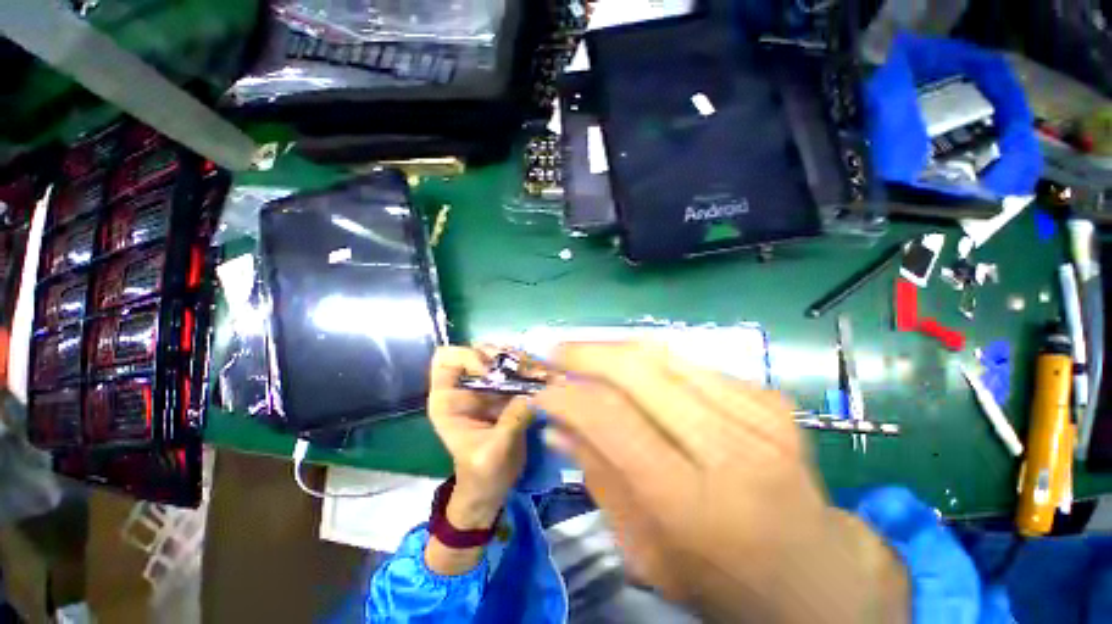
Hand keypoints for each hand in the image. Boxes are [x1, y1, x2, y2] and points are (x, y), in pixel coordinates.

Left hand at [427, 346, 539, 525]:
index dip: (468, 357)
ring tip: (537, 374)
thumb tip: (534, 393)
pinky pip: (517, 369)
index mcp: (448, 399)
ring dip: (520, 361)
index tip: (492, 372)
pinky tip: (542, 378)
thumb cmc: (483, 474)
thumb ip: (512, 421)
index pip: (446, 358)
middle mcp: (466, 386)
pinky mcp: (506, 391)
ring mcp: (487, 387)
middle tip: (523, 370)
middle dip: (502, 356)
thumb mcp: (494, 452)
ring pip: (501, 356)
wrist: (492, 488)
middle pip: (480, 350)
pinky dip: (530, 369)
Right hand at [534, 342, 907, 622]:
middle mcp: (726, 448)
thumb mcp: (645, 551)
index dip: (567, 396)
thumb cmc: (721, 579)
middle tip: (555, 351)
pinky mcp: (771, 400)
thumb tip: (556, 426)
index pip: (610, 419)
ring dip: (613, 348)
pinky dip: (652, 361)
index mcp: (690, 503)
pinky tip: (635, 372)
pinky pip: (692, 363)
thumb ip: (599, 478)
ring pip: (663, 355)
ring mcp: (756, 416)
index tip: (542, 391)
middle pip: (636, 370)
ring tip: (584, 351)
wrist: (817, 575)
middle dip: (585, 353)